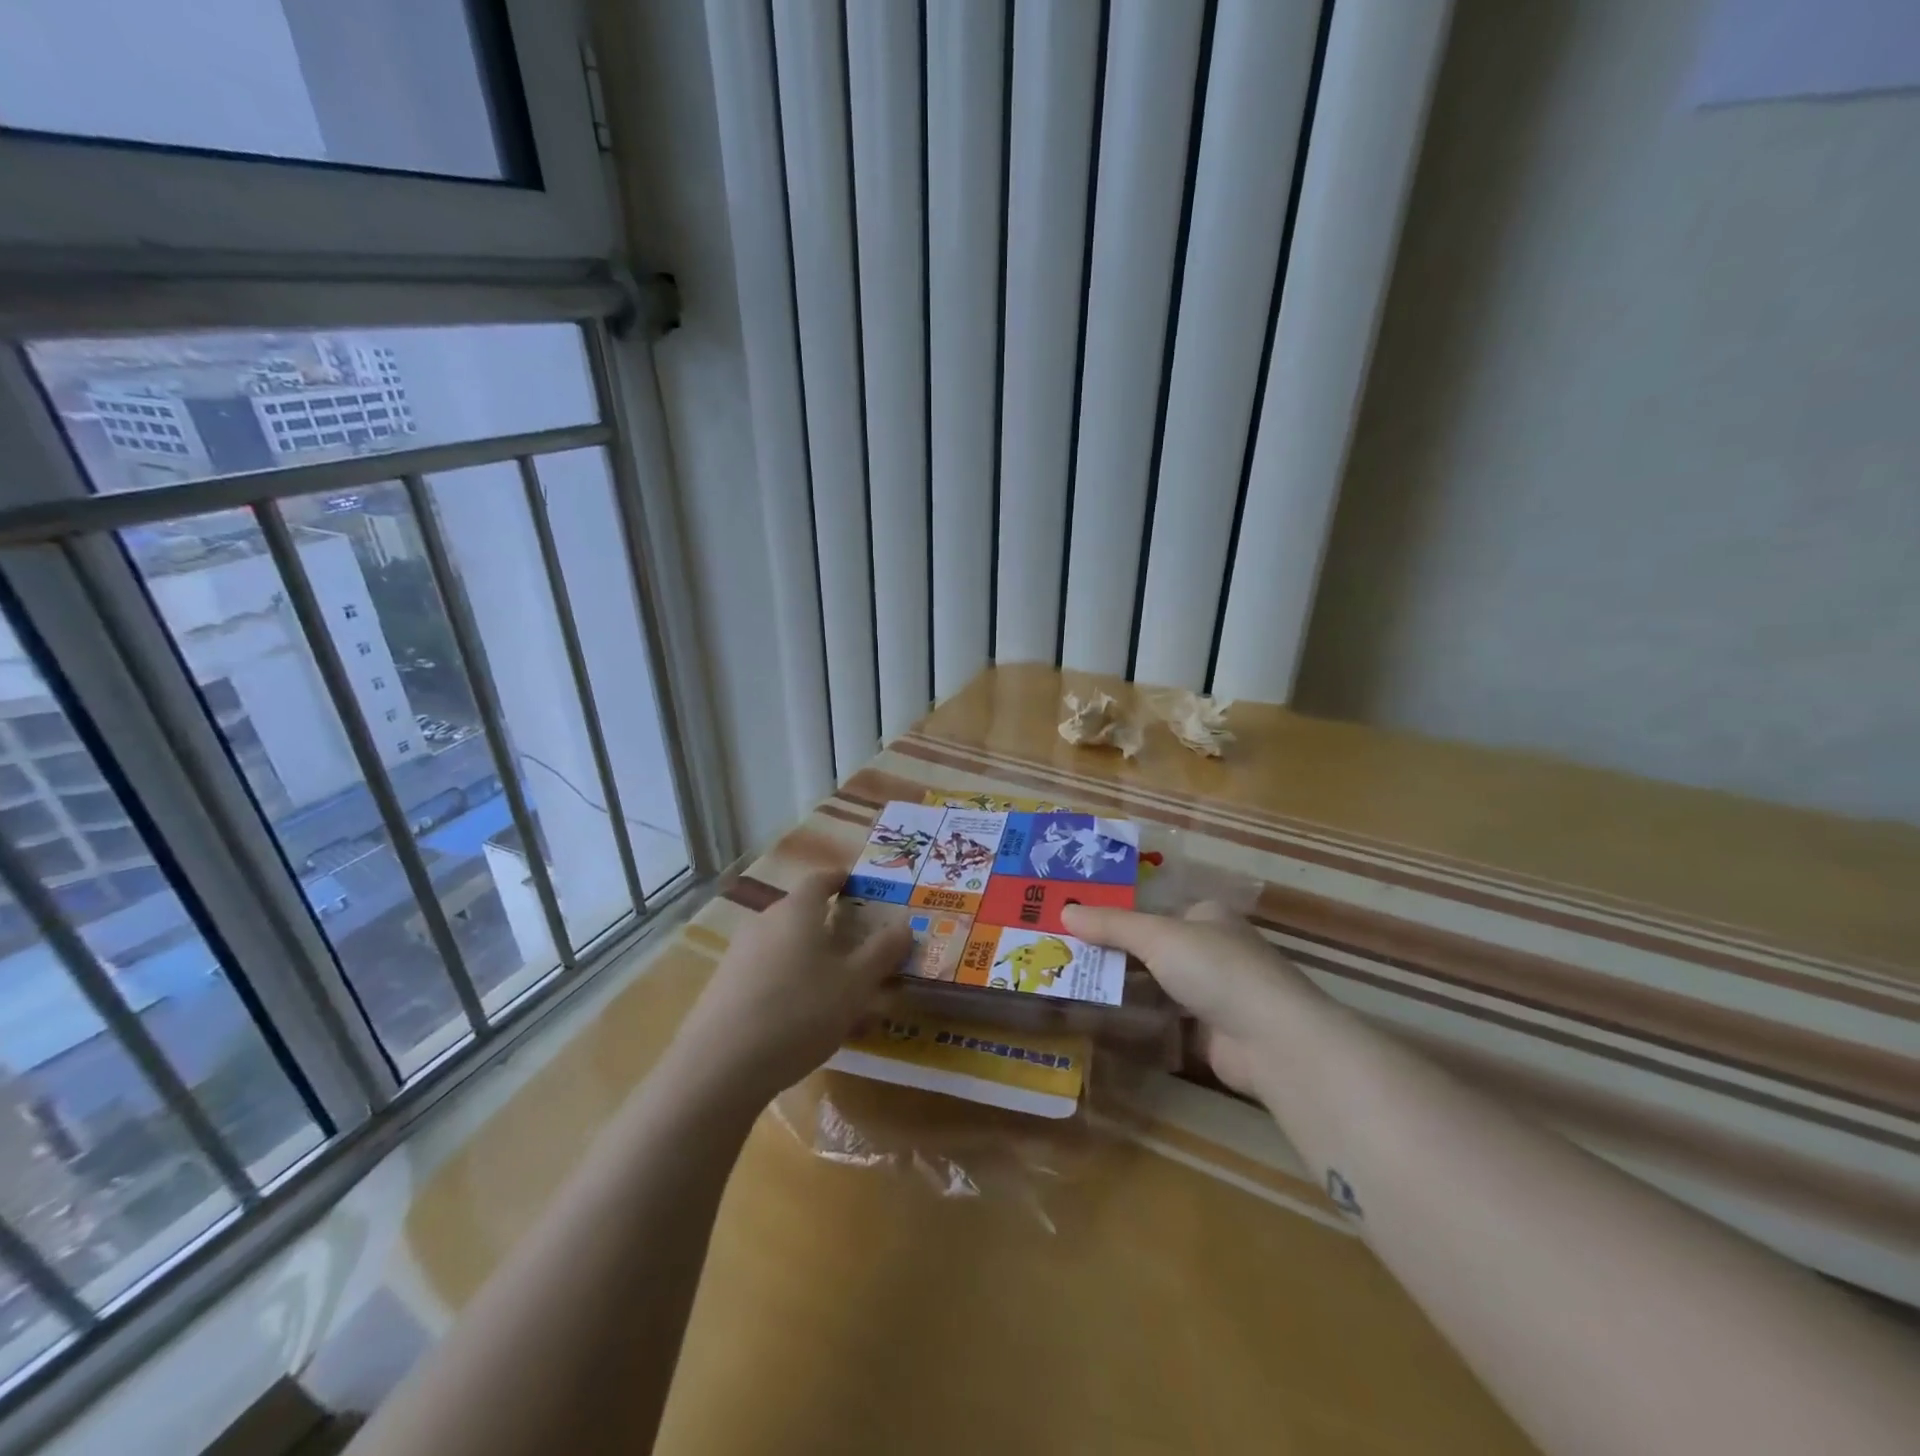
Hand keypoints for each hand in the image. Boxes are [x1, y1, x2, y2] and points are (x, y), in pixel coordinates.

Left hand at [674, 869, 911, 1103]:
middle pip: (801, 913)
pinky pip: (767, 974)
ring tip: (837, 990)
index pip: (820, 879)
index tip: (859, 885)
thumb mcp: (855, 984)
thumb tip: (905, 925)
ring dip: (811, 959)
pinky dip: (790, 984)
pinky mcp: (724, 988)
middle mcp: (764, 923)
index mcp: (797, 911)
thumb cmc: (799, 1012)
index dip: (841, 879)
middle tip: (859, 945)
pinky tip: (804, 1020)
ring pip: (785, 947)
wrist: (719, 1067)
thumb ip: (882, 952)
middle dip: (831, 925)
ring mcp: (739, 956)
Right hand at [1062, 901, 1318, 1101]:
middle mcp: (1211, 950)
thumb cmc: (1216, 969)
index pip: (1154, 909)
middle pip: (1152, 949)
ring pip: (1157, 986)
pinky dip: (1139, 1021)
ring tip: (1072, 987)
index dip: (1117, 914)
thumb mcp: (1157, 936)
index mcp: (1206, 916)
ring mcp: (1213, 994)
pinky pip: (1165, 1021)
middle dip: (1113, 954)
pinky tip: (1103, 1021)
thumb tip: (1065, 910)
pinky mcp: (1211, 1033)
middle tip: (1064, 956)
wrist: (1272, 1040)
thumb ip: (1111, 925)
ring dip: (1123, 988)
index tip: (1075, 922)